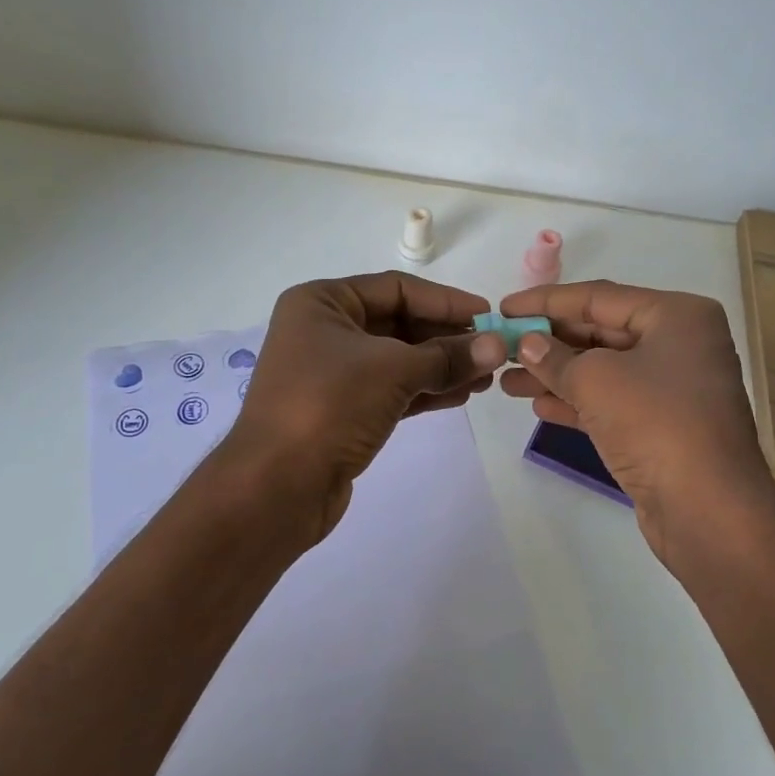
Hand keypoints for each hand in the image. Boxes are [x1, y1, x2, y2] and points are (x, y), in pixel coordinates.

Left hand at [226, 271, 506, 537]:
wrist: (276, 486)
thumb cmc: (329, 406)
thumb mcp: (393, 370)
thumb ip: (448, 356)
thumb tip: (498, 346)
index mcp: (322, 303)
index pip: (396, 289)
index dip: (445, 301)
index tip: (489, 314)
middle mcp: (324, 332)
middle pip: (398, 324)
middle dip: (447, 338)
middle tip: (494, 351)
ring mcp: (332, 374)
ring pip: (398, 360)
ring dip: (442, 367)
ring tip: (487, 377)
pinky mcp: (342, 411)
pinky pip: (392, 390)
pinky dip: (425, 391)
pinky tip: (461, 395)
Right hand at [498, 280, 772, 567]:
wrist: (707, 508)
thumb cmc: (655, 423)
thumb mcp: (596, 380)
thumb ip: (554, 357)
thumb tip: (527, 343)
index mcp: (676, 316)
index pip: (599, 297)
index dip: (546, 301)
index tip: (505, 308)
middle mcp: (679, 344)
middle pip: (601, 332)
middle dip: (549, 342)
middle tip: (502, 346)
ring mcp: (673, 388)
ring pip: (603, 371)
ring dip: (555, 375)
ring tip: (507, 381)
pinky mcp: (663, 427)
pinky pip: (612, 403)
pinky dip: (577, 402)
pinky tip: (539, 406)